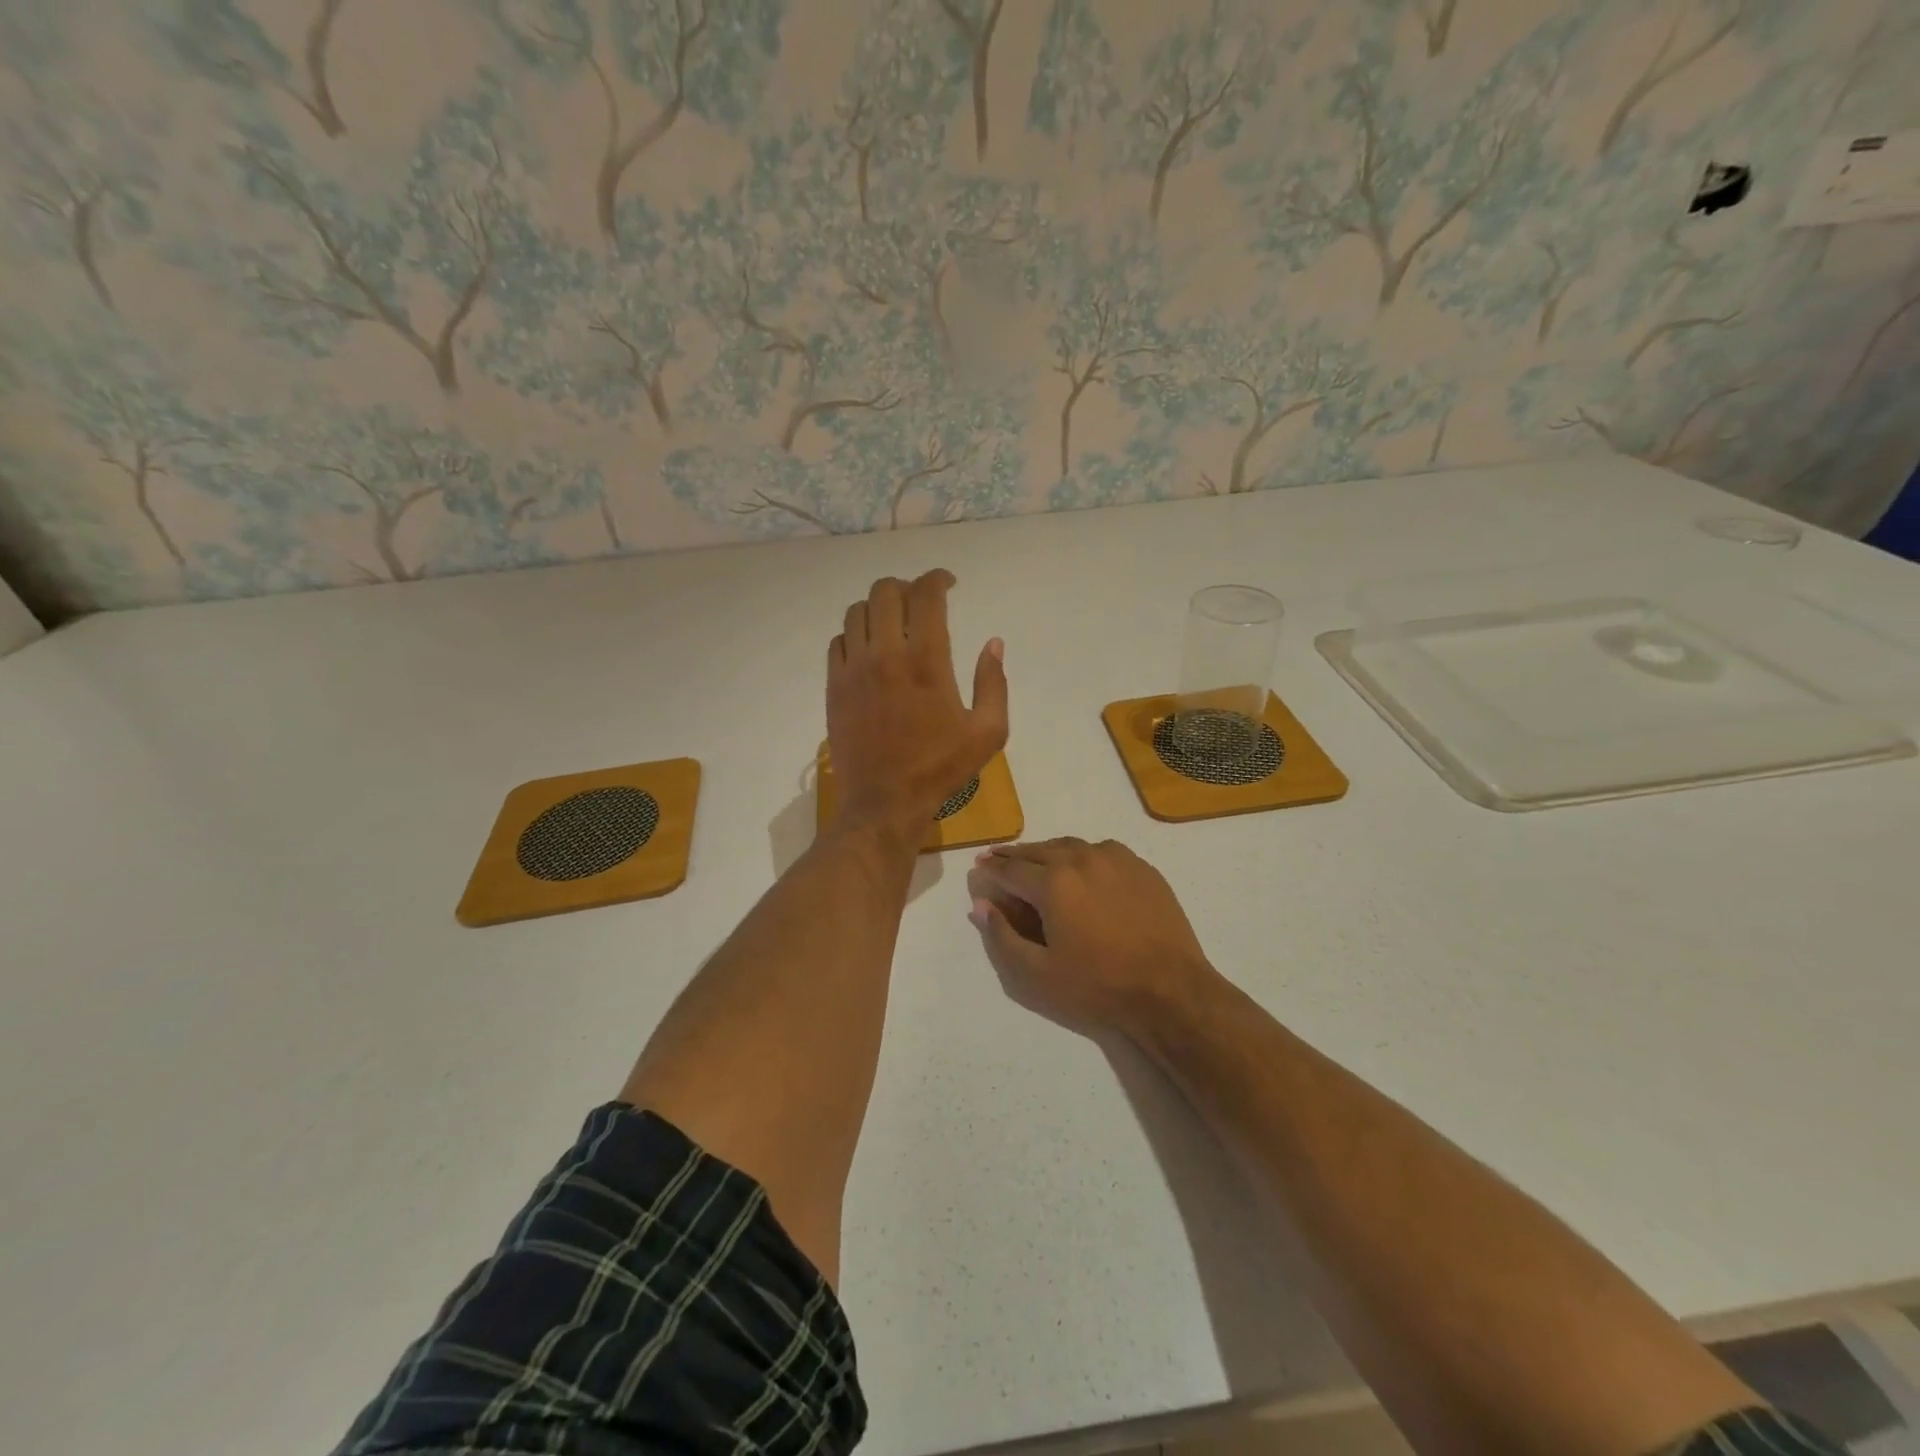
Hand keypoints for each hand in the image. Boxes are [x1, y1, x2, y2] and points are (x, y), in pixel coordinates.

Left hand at [827, 570, 1007, 840]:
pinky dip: (855, 635)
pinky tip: (869, 651)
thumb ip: (994, 683)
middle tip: (920, 602)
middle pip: (884, 591)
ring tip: (893, 623)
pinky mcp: (834, 687)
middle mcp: (885, 655)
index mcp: (926, 662)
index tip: (949, 584)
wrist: (883, 803)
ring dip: (878, 607)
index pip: (926, 595)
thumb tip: (993, 643)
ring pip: (856, 611)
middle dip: (906, 586)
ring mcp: (853, 670)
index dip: (938, 579)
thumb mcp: (987, 733)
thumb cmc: (940, 769)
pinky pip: (838, 641)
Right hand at [966, 838, 1218, 1037]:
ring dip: (1048, 851)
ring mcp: (1117, 859)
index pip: (1011, 869)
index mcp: (1053, 882)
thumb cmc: (1098, 986)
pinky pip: (1102, 851)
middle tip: (998, 857)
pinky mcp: (1142, 868)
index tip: (979, 866)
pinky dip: (1082, 854)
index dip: (991, 868)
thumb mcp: (1037, 974)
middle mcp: (1082, 858)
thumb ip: (1002, 937)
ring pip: (1072, 846)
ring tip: (1036, 859)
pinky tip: (1082, 866)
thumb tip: (980, 905)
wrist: (1170, 990)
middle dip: (1015, 855)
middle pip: (1039, 850)